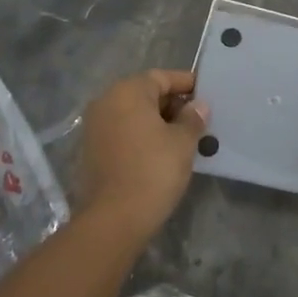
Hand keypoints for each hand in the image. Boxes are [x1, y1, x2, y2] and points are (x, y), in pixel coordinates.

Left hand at [72, 69, 209, 239]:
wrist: (114, 219)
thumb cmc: (153, 171)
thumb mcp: (182, 142)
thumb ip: (192, 119)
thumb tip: (198, 106)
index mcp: (127, 92)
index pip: (161, 77)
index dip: (186, 84)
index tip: (206, 95)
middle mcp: (106, 102)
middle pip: (145, 93)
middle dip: (172, 104)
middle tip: (198, 120)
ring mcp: (94, 126)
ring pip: (133, 114)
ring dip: (157, 121)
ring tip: (184, 137)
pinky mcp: (91, 150)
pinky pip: (122, 132)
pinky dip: (141, 135)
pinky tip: (161, 152)